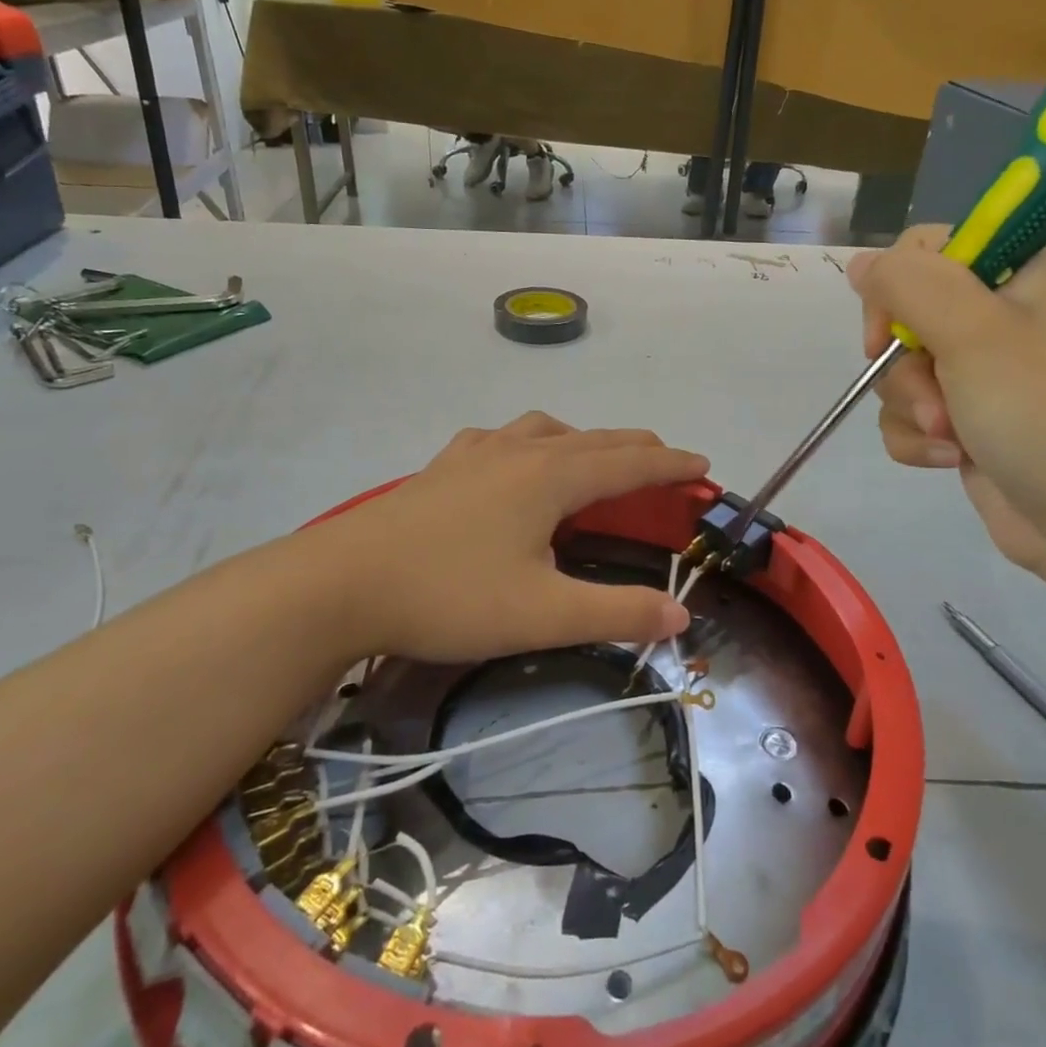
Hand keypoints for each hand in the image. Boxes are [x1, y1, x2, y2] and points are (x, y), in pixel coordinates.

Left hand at [329, 412, 708, 660]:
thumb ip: (616, 613)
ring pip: (546, 431)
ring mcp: (475, 454)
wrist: (341, 584)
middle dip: (636, 449)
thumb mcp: (543, 615)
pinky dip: (529, 442)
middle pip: (593, 440)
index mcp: (551, 478)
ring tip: (594, 459)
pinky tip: (513, 459)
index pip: (629, 464)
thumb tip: (679, 615)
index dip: (671, 465)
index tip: (704, 466)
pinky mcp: (442, 468)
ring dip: (584, 440)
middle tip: (666, 461)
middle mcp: (519, 452)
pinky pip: (501, 439)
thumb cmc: (450, 596)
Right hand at [847, 227, 1045, 586]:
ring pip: (899, 372)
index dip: (895, 290)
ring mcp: (980, 372)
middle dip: (907, 367)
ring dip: (914, 409)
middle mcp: (997, 315)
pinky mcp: (966, 419)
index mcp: (1016, 272)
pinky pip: (908, 414)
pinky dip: (918, 439)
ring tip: (954, 438)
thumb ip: (908, 285)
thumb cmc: (1043, 415)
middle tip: (940, 398)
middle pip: (902, 316)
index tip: (891, 332)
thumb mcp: (974, 334)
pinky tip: (951, 459)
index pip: (923, 250)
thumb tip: (860, 264)